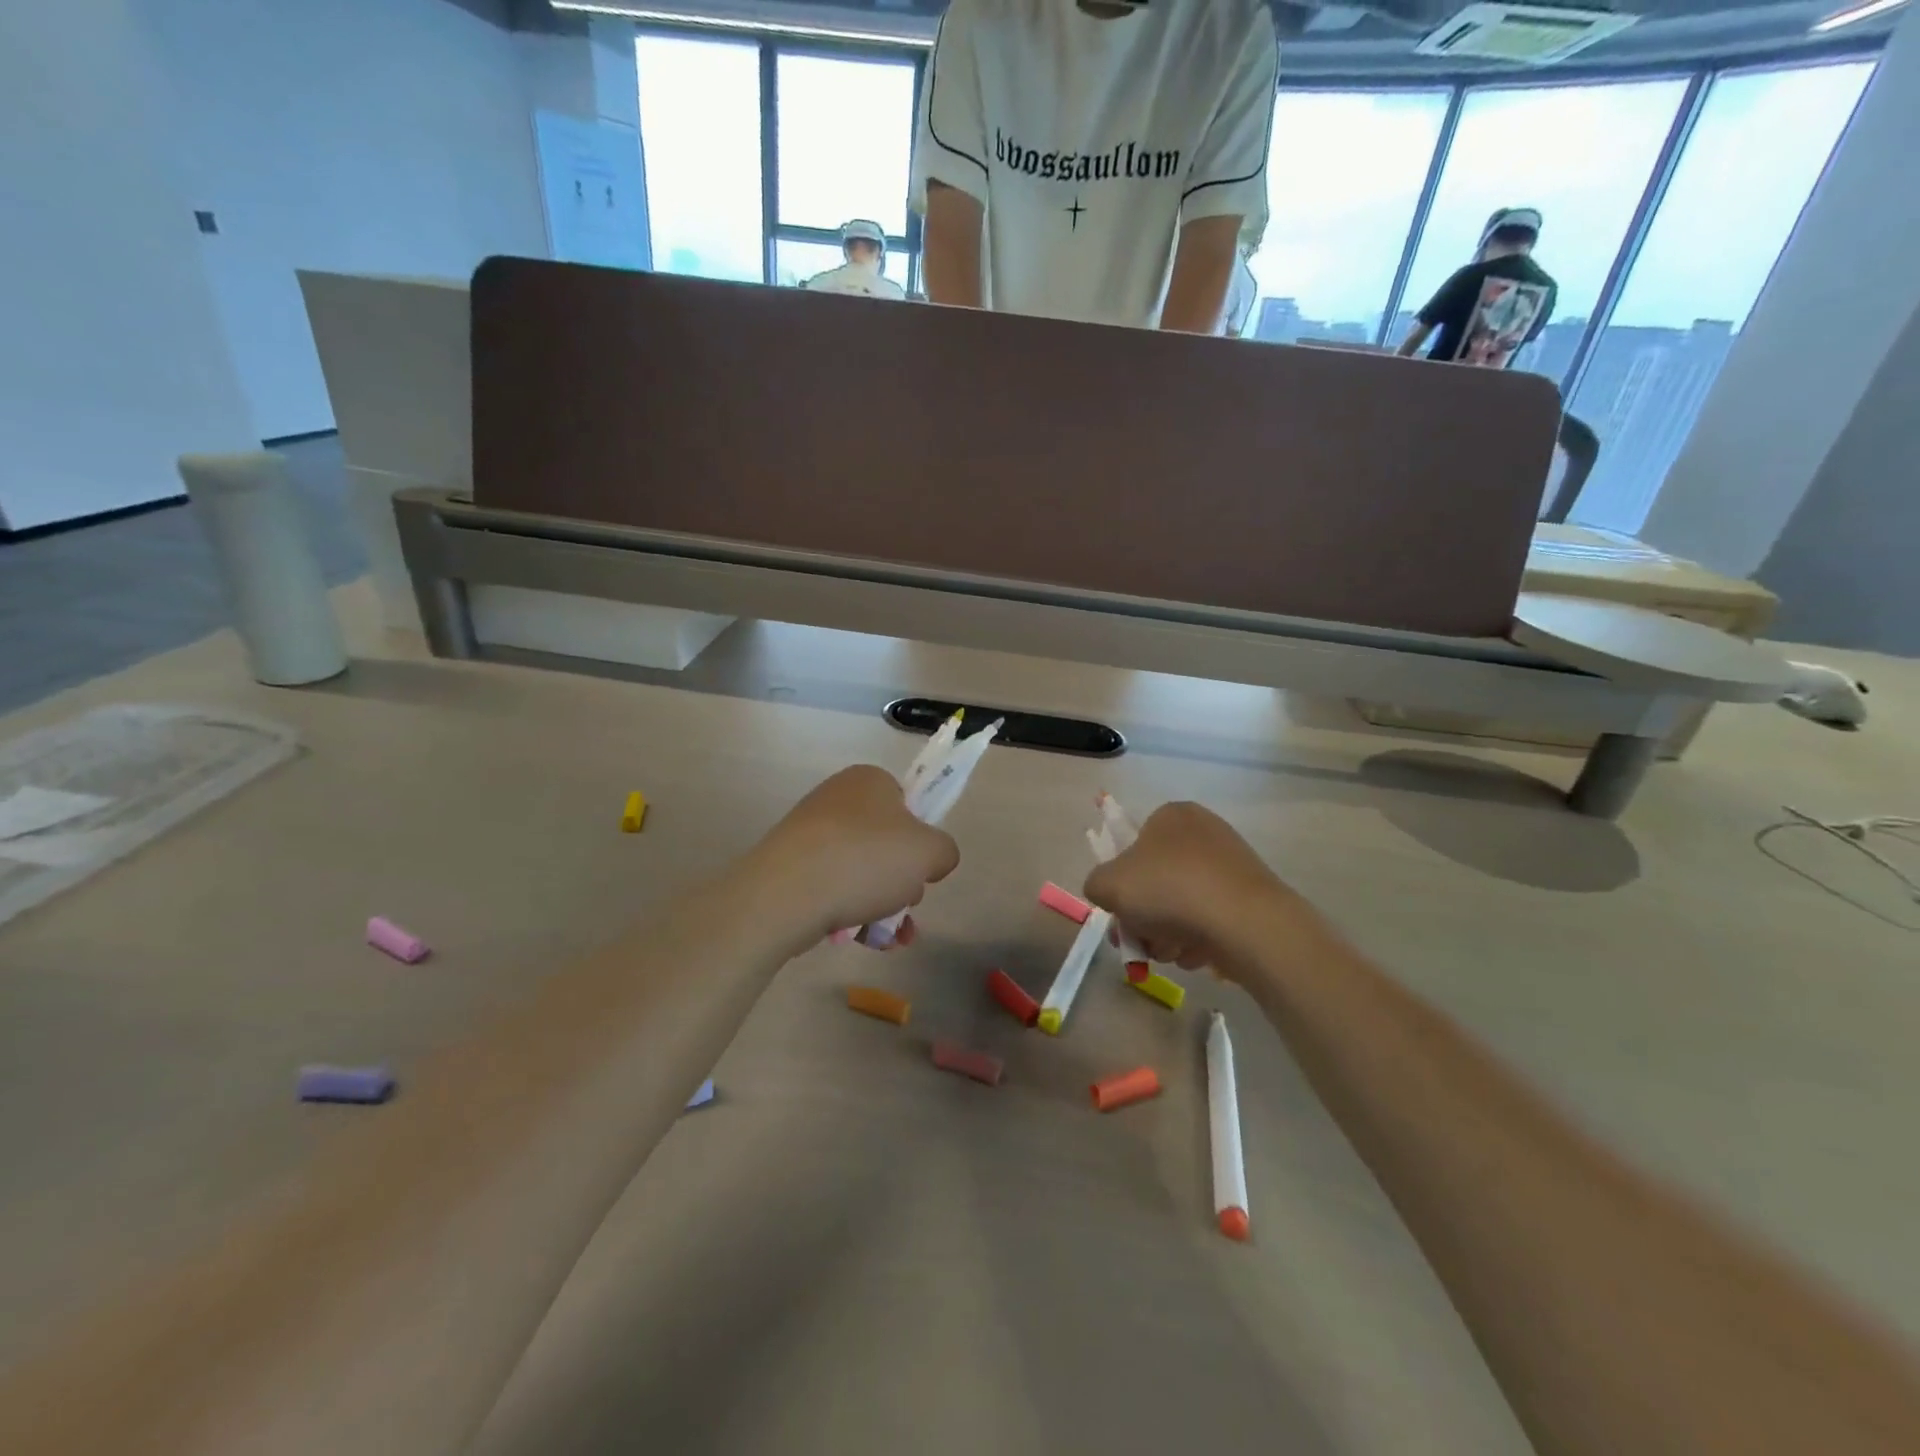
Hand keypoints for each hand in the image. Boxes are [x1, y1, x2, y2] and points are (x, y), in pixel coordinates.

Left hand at [746, 766, 960, 946]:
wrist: (787, 894)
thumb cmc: (866, 860)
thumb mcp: (930, 852)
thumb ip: (944, 852)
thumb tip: (932, 861)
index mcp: (869, 780)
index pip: (908, 803)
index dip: (921, 837)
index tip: (922, 867)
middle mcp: (837, 798)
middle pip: (885, 842)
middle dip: (902, 879)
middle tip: (907, 903)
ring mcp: (809, 834)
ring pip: (861, 871)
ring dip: (883, 904)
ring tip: (890, 936)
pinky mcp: (790, 867)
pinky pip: (834, 889)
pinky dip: (853, 914)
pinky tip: (866, 941)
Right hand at [1083, 802, 1311, 978]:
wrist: (1245, 923)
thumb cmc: (1169, 890)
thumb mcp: (1108, 884)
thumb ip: (1096, 884)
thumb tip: (1109, 893)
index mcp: (1170, 815)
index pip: (1132, 846)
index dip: (1120, 882)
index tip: (1119, 912)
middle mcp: (1203, 831)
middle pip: (1156, 880)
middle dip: (1143, 916)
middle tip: (1139, 942)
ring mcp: (1232, 864)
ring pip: (1182, 903)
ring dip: (1167, 932)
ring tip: (1169, 952)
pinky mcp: (1251, 897)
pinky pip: (1211, 918)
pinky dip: (1199, 938)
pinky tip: (1196, 954)